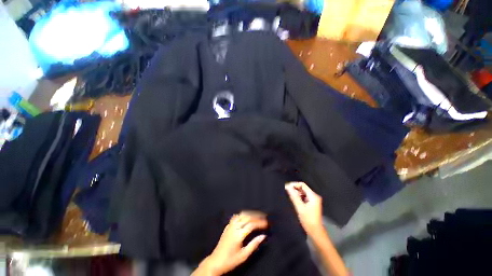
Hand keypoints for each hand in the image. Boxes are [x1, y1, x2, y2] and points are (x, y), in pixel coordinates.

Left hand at [193, 211, 267, 275]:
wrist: (215, 262)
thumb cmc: (230, 261)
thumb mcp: (244, 256)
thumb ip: (254, 244)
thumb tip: (263, 236)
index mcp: (238, 235)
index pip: (251, 224)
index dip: (260, 223)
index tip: (267, 223)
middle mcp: (234, 227)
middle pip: (247, 217)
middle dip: (256, 216)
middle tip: (264, 217)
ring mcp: (230, 225)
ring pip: (241, 214)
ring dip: (250, 213)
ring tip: (257, 215)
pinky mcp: (227, 226)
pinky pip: (236, 216)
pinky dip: (243, 214)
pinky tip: (246, 216)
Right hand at [285, 182, 323, 235]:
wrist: (315, 231)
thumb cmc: (308, 220)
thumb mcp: (300, 207)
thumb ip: (293, 196)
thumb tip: (287, 187)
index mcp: (313, 196)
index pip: (302, 185)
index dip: (294, 184)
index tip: (287, 187)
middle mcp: (314, 196)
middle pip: (302, 188)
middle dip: (294, 189)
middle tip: (287, 191)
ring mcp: (313, 200)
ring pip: (302, 192)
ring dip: (296, 193)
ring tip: (289, 196)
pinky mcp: (311, 203)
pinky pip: (303, 196)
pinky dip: (298, 197)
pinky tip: (294, 200)